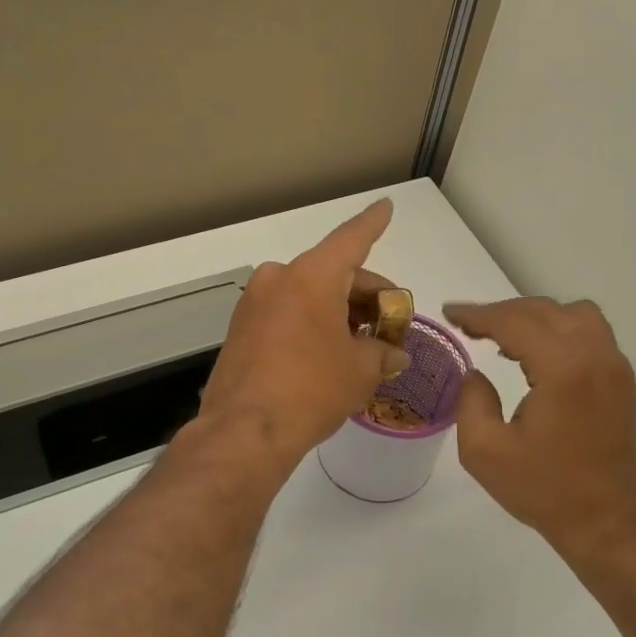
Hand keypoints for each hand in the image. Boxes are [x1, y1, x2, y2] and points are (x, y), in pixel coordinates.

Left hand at [199, 199, 410, 467]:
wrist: (245, 431)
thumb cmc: (311, 390)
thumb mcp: (360, 371)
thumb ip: (382, 354)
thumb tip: (394, 354)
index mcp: (311, 276)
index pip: (351, 239)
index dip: (373, 223)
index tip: (386, 205)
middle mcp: (279, 279)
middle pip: (333, 273)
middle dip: (366, 295)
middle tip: (389, 324)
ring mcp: (254, 303)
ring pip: (309, 294)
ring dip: (339, 311)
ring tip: (363, 344)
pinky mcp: (241, 328)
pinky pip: (287, 313)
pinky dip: (312, 323)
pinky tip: (329, 351)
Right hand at [444, 298, 635, 562]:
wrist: (609, 524)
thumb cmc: (545, 491)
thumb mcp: (484, 451)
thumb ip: (471, 401)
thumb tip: (475, 373)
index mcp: (563, 369)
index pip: (514, 321)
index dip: (477, 314)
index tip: (450, 313)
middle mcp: (595, 356)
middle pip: (544, 310)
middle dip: (502, 312)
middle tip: (469, 326)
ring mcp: (615, 366)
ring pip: (573, 314)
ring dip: (535, 317)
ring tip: (504, 338)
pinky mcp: (622, 380)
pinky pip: (590, 333)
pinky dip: (559, 330)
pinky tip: (535, 355)